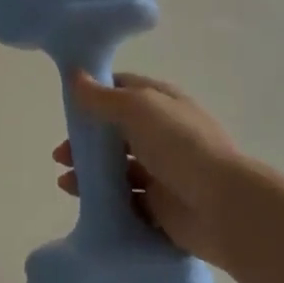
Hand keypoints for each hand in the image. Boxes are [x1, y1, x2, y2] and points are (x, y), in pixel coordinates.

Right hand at [55, 71, 252, 267]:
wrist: (222, 206)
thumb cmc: (180, 145)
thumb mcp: (137, 108)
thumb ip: (103, 97)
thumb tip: (75, 75)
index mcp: (163, 103)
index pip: (124, 90)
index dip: (96, 94)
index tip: (68, 106)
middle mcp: (163, 134)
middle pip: (117, 133)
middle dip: (87, 141)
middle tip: (61, 154)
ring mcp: (163, 171)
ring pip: (119, 168)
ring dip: (90, 172)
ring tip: (65, 181)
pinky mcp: (161, 206)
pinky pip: (126, 200)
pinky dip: (103, 200)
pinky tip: (83, 202)